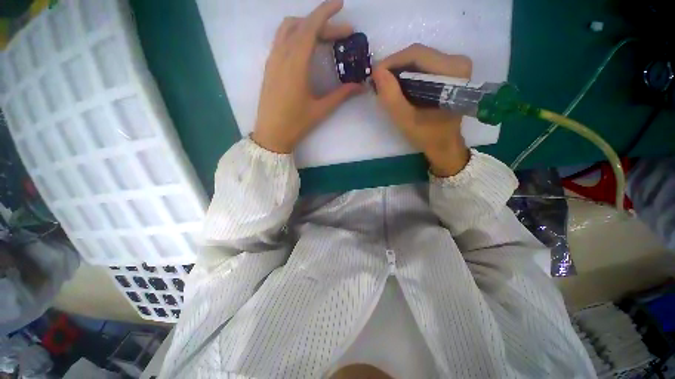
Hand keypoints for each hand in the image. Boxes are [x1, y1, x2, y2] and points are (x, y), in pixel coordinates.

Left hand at [252, 0, 363, 153]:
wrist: (271, 134)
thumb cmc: (296, 123)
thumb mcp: (321, 109)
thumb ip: (341, 95)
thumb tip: (361, 86)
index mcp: (295, 64)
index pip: (310, 27)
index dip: (326, 12)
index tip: (341, 4)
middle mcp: (282, 55)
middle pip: (301, 26)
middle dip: (323, 23)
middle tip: (342, 34)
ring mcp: (273, 60)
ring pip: (288, 29)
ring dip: (306, 25)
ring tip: (323, 36)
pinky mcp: (269, 67)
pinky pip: (281, 40)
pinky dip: (295, 34)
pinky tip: (306, 47)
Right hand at [372, 44, 472, 176]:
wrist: (444, 144)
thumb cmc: (427, 135)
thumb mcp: (405, 119)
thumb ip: (391, 97)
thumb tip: (377, 71)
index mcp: (452, 72)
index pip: (417, 54)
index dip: (391, 62)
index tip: (374, 76)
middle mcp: (457, 62)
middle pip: (418, 55)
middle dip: (394, 67)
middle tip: (378, 83)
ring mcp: (455, 65)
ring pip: (419, 59)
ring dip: (399, 71)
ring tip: (385, 86)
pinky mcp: (449, 71)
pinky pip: (422, 65)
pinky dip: (406, 74)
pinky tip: (397, 87)